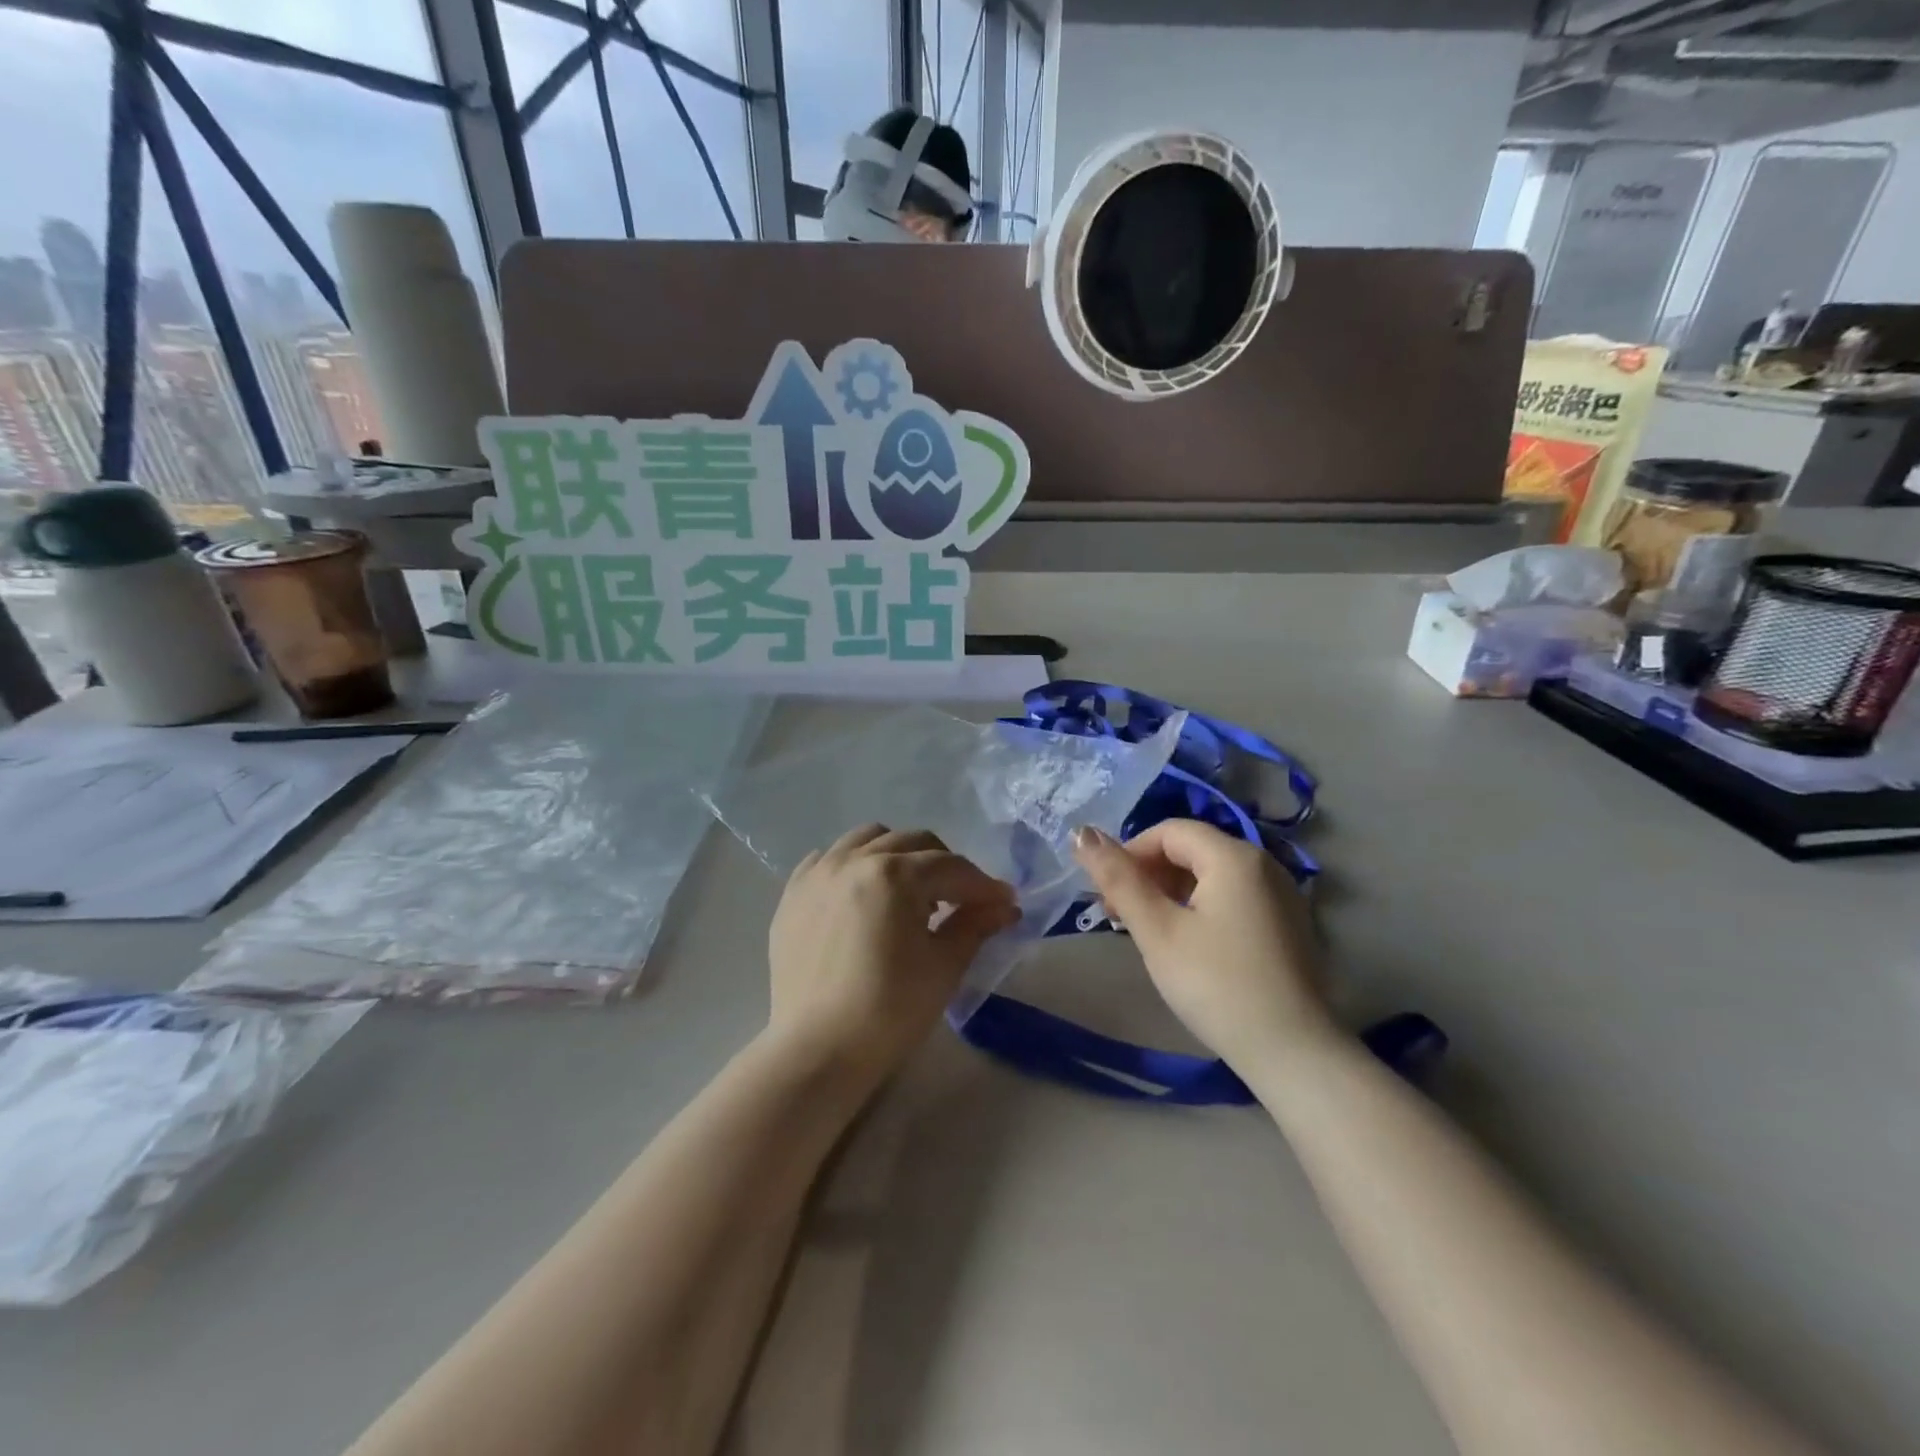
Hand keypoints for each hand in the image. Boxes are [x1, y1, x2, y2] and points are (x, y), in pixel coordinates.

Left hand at [767, 825, 1018, 1084]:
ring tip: (909, 893)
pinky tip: (863, 895)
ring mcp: (818, 874)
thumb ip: (975, 925)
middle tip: (961, 899)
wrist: (817, 1051)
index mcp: (894, 875)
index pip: (951, 868)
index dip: (983, 885)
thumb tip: (1005, 906)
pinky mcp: (793, 894)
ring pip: (868, 839)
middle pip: (912, 843)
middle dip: (944, 865)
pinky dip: (853, 864)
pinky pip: (828, 858)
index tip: (1005, 902)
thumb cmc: (889, 1011)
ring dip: (898, 855)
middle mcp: (853, 860)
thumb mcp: (944, 966)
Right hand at [1071, 821, 1335, 1072]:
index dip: (1130, 854)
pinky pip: (1234, 897)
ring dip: (1171, 892)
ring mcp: (1281, 895)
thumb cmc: (1216, 985)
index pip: (1169, 831)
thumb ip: (1119, 879)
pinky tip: (1187, 943)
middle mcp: (1264, 864)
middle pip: (1192, 850)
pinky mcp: (1288, 924)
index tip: (1107, 895)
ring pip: (1212, 875)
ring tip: (1148, 931)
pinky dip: (1201, 907)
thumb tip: (1082, 833)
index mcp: (1234, 857)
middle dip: (1148, 874)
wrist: (1293, 1053)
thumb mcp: (1157, 931)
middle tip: (1119, 915)